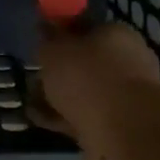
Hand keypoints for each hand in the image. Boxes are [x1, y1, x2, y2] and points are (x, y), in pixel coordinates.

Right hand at [32, 22, 159, 138]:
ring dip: (60, 97)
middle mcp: (128, 62)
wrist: (122, 131)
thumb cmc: (88, 76)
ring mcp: (126, 96)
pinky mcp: (120, 126)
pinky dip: (63, 117)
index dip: (63, 36)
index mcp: (117, 35)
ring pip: (86, 92)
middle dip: (61, 71)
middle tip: (35, 77)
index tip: (42, 47)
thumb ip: (49, 39)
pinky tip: (40, 120)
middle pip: (87, 63)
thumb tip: (46, 28)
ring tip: (31, 102)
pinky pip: (85, 116)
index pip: (88, 29)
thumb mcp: (55, 49)